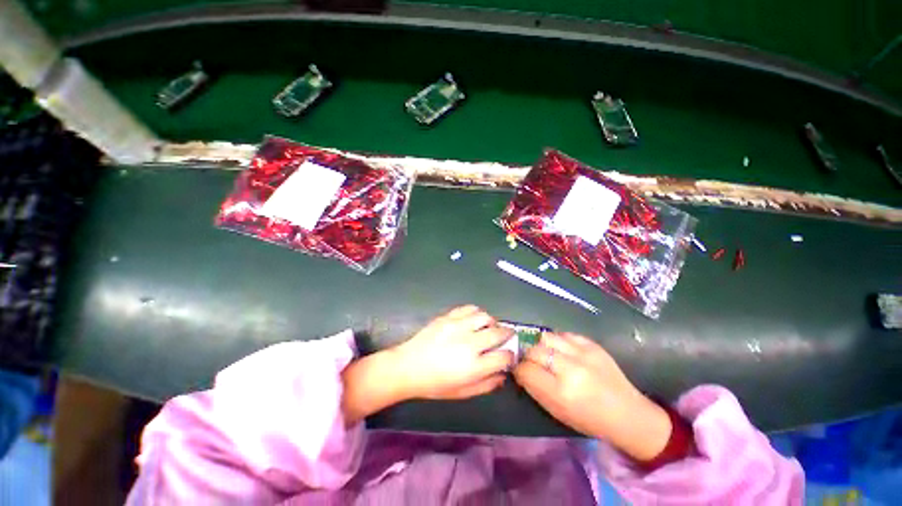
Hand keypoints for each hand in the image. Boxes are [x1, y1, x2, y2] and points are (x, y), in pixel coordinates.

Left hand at [392, 305, 514, 399]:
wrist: (408, 366)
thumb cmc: (434, 384)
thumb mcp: (462, 393)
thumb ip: (486, 385)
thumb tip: (502, 375)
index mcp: (473, 366)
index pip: (504, 356)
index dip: (510, 357)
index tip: (508, 357)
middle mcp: (469, 343)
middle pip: (498, 333)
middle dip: (507, 335)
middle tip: (507, 337)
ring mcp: (458, 326)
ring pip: (485, 316)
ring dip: (492, 322)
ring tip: (490, 327)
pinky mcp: (448, 317)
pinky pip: (469, 308)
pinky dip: (477, 313)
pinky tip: (474, 320)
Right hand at [512, 332, 671, 461]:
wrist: (628, 414)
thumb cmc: (589, 419)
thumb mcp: (556, 411)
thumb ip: (534, 388)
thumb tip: (519, 368)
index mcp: (560, 392)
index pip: (525, 369)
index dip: (519, 369)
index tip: (520, 371)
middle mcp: (570, 369)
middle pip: (533, 350)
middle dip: (528, 356)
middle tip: (533, 362)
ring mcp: (583, 353)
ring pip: (546, 337)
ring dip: (542, 346)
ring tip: (548, 354)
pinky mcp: (592, 344)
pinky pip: (564, 334)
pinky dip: (558, 341)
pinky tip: (563, 351)